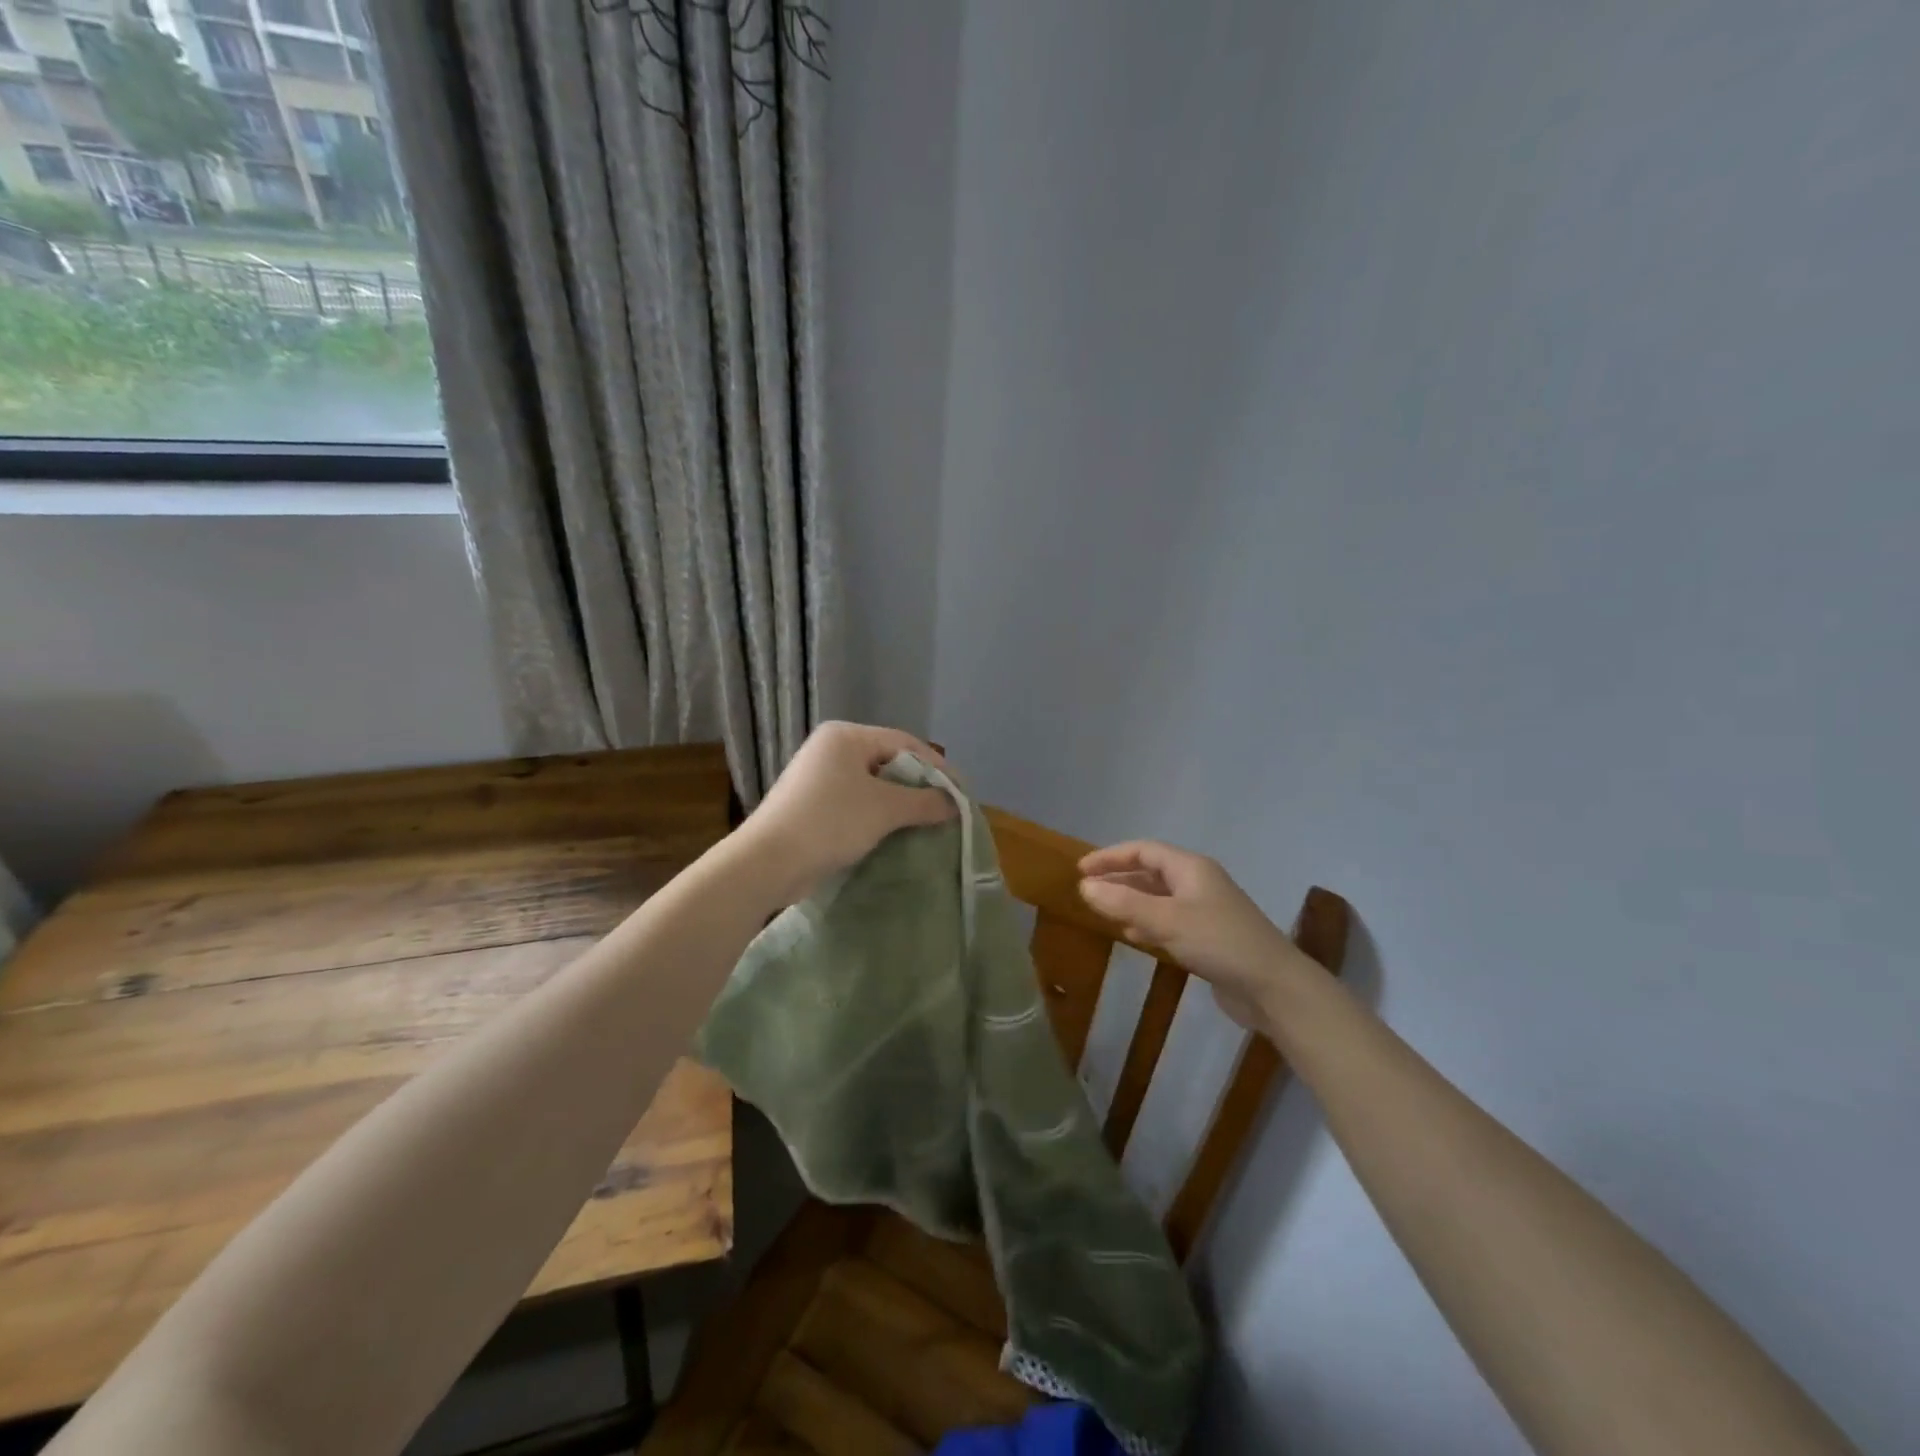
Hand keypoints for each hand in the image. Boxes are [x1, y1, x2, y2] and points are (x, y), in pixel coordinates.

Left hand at [741, 722, 955, 904]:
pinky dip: (878, 816)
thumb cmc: (830, 822)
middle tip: (945, 809)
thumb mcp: (885, 809)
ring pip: (873, 786)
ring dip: (900, 805)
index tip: (961, 793)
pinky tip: (895, 834)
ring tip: (926, 824)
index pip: (905, 742)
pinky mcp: (812, 805)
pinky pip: (857, 803)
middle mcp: (831, 749)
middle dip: (919, 787)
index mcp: (846, 736)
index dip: (938, 767)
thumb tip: (953, 804)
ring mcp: (818, 777)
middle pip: (889, 762)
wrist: (767, 862)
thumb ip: (924, 802)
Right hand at [1078, 841, 1320, 1031]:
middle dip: (1119, 879)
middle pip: (1151, 872)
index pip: (1143, 850)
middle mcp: (1198, 883)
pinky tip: (1134, 936)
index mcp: (1190, 868)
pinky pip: (1169, 921)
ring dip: (1131, 902)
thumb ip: (1124, 903)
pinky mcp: (1209, 937)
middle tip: (1088, 891)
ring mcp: (1205, 910)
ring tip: (1104, 911)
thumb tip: (1084, 887)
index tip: (1081, 870)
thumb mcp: (1166, 920)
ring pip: (1159, 898)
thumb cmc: (1219, 942)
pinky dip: (1147, 923)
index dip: (1111, 857)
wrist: (1274, 988)